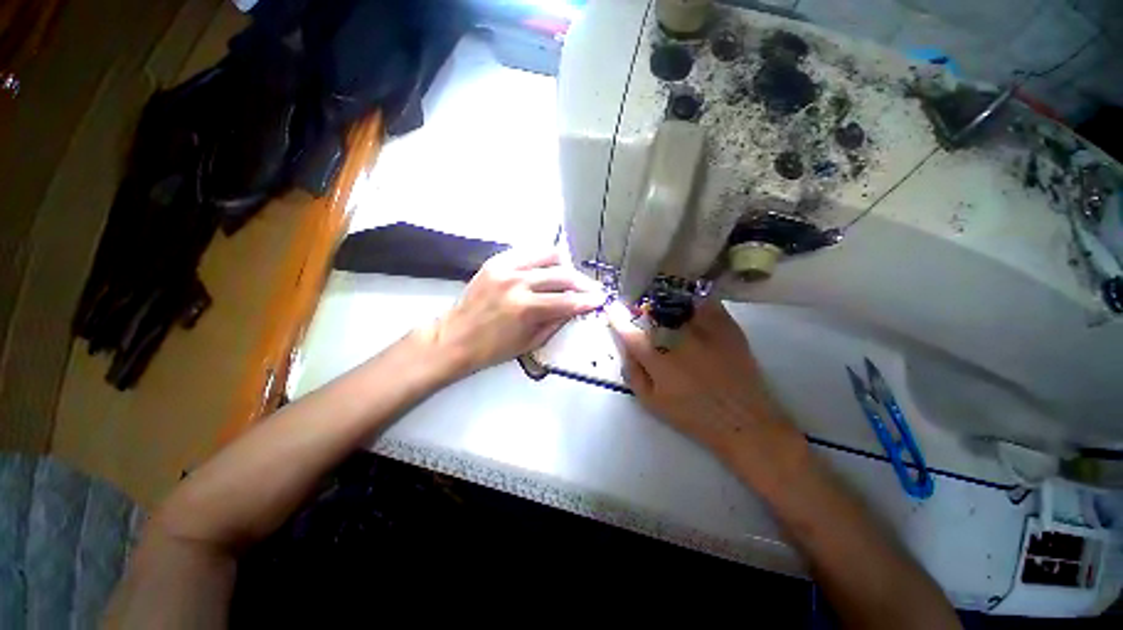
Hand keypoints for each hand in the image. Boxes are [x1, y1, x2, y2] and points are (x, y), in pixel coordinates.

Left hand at [428, 248, 604, 375]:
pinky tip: (547, 269)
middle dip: (583, 282)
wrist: (454, 337)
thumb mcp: (530, 342)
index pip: (567, 300)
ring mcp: (505, 267)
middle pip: (562, 275)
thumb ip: (556, 322)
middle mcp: (517, 282)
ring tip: (570, 277)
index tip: (601, 299)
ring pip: (548, 255)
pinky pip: (528, 252)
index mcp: (525, 309)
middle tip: (592, 288)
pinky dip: (543, 259)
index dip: (588, 300)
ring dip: (565, 266)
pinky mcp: (495, 260)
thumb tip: (576, 307)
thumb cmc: (493, 349)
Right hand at [607, 299, 797, 464]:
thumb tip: (626, 349)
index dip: (618, 318)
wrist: (743, 420)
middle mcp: (679, 339)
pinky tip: (690, 306)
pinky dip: (694, 301)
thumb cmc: (692, 415)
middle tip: (641, 312)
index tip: (612, 308)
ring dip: (666, 301)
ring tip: (664, 305)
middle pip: (653, 313)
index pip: (630, 333)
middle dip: (642, 309)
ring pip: (678, 303)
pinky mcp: (727, 327)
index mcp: (658, 360)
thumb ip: (633, 373)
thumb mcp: (651, 402)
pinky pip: (706, 303)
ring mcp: (705, 330)